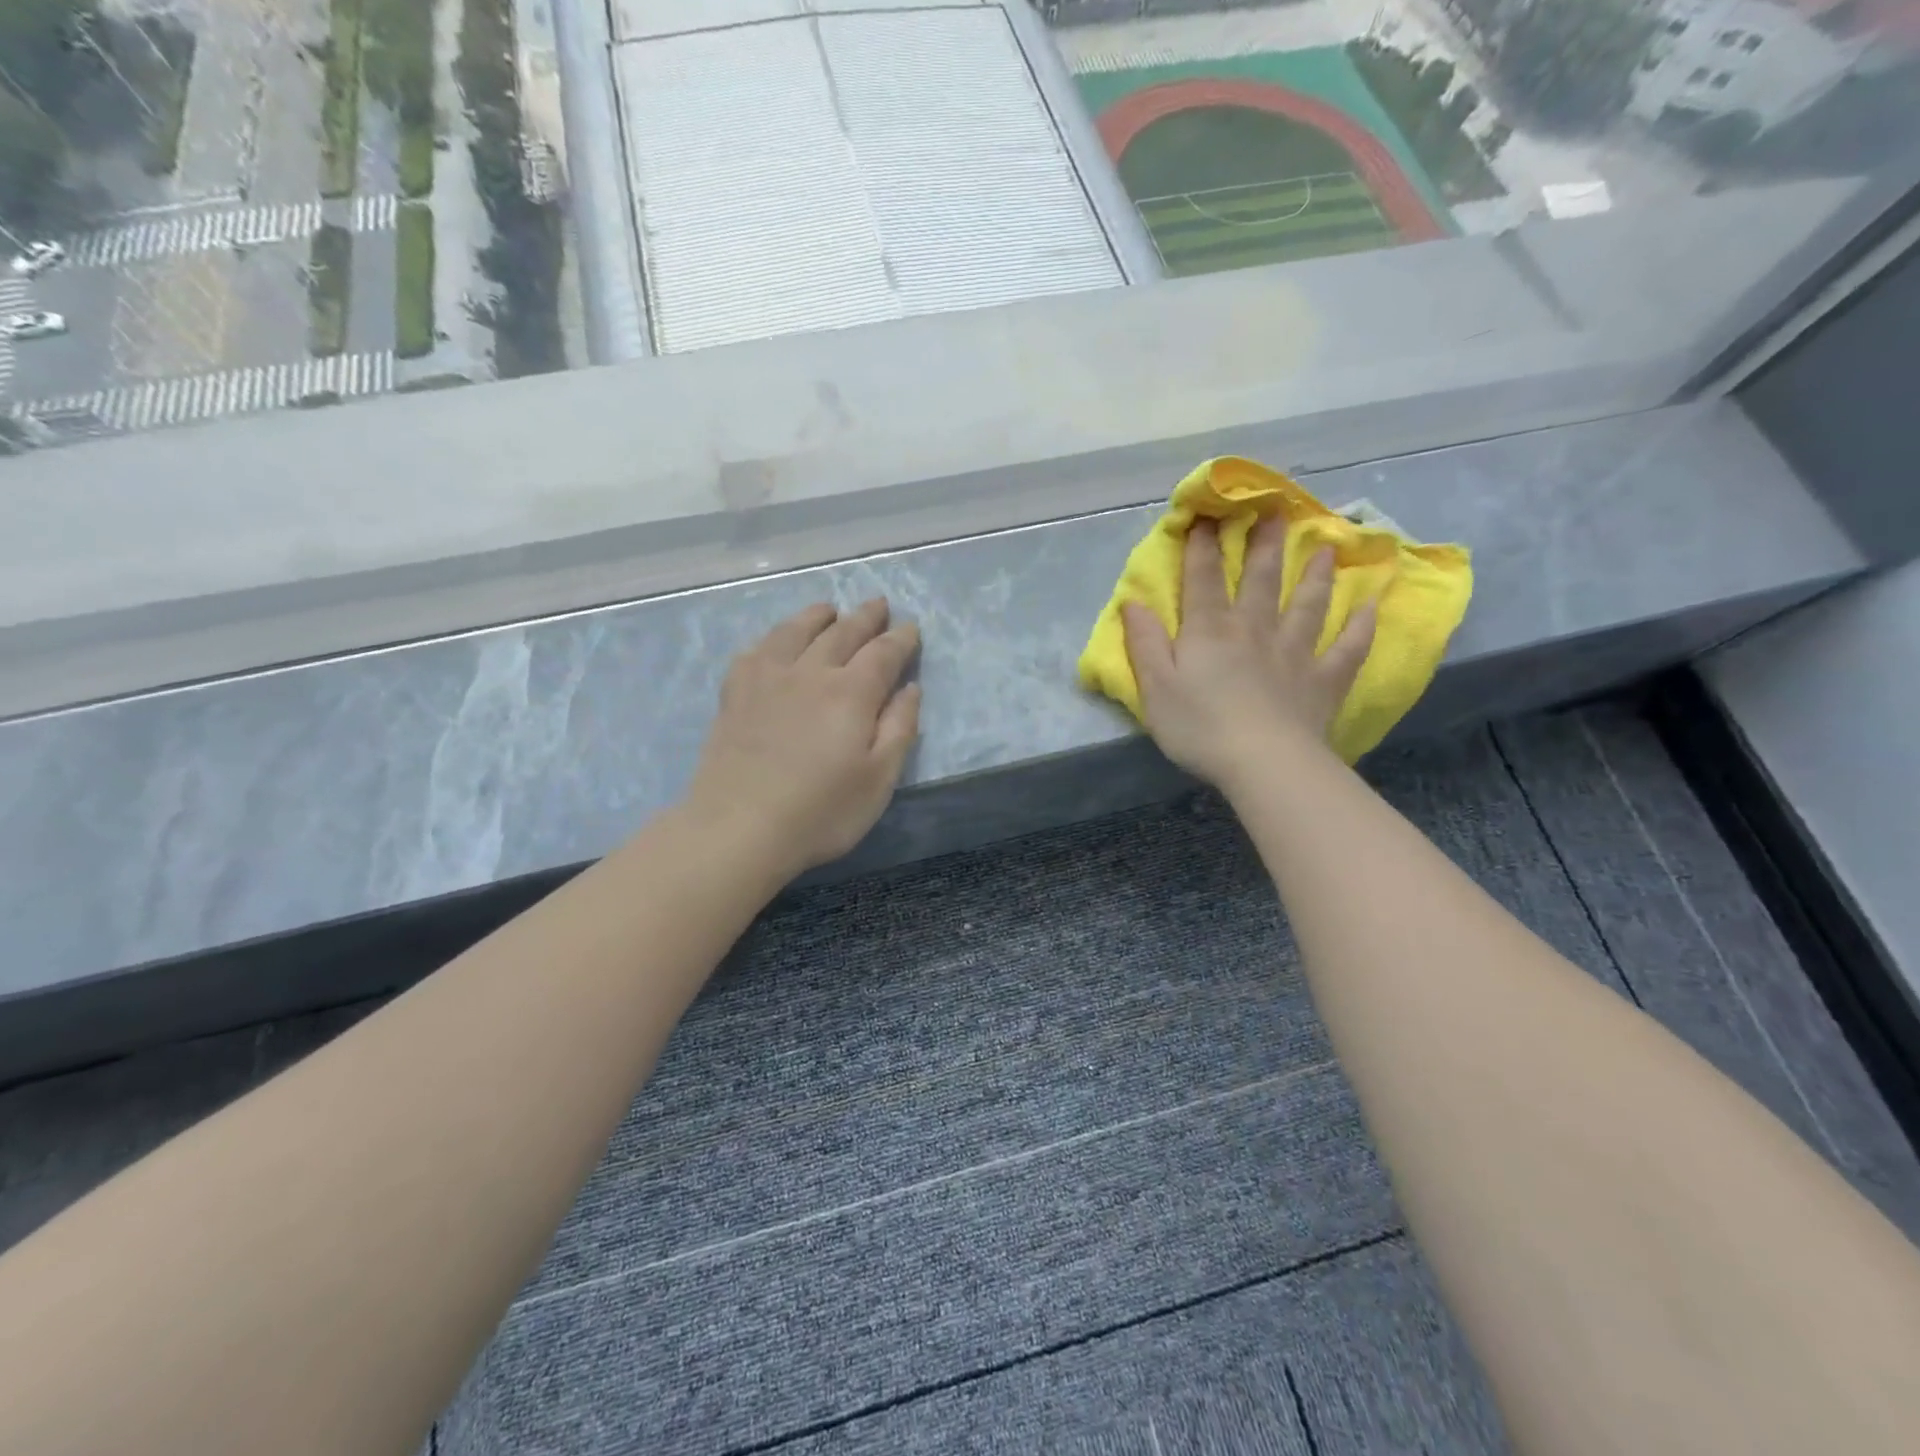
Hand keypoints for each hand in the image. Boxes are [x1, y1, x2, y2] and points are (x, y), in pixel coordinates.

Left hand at [685, 599, 921, 877]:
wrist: (739, 828)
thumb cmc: (821, 811)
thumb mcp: (879, 779)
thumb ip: (900, 728)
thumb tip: (910, 688)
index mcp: (851, 693)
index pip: (883, 653)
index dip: (901, 638)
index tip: (911, 627)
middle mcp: (810, 673)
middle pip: (842, 633)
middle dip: (865, 617)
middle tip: (878, 604)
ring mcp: (767, 679)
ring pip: (796, 631)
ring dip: (817, 616)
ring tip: (829, 609)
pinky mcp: (734, 693)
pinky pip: (756, 651)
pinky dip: (772, 637)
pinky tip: (775, 641)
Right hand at [1122, 520, 1374, 790]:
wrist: (1263, 763)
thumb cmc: (1200, 727)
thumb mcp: (1155, 688)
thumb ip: (1144, 643)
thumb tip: (1133, 603)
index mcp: (1210, 632)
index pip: (1203, 579)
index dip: (1203, 546)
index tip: (1207, 514)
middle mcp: (1254, 631)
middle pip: (1261, 580)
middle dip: (1265, 544)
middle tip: (1277, 510)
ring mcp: (1295, 653)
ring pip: (1308, 605)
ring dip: (1316, 575)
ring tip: (1326, 548)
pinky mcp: (1323, 681)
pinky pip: (1348, 649)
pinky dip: (1361, 628)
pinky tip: (1372, 608)